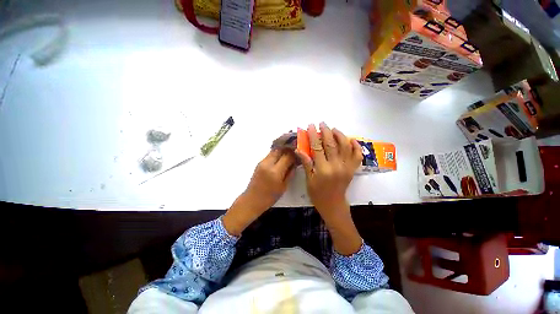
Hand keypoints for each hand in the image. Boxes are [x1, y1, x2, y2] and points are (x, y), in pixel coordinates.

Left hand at [223, 150, 294, 235]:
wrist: (252, 200)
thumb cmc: (269, 197)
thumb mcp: (284, 187)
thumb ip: (290, 173)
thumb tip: (295, 163)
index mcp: (275, 172)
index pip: (288, 156)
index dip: (295, 154)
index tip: (299, 156)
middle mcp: (268, 164)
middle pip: (280, 149)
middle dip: (289, 150)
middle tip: (294, 153)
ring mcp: (262, 162)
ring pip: (274, 150)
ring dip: (282, 151)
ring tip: (288, 156)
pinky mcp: (259, 163)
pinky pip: (270, 154)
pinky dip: (277, 154)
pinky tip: (280, 160)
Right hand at [295, 123, 362, 254]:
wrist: (333, 204)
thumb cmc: (317, 193)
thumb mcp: (308, 179)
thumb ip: (306, 163)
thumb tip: (299, 149)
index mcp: (323, 169)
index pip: (317, 147)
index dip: (313, 135)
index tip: (310, 126)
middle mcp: (336, 166)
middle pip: (331, 144)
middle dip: (326, 131)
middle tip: (322, 123)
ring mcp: (347, 167)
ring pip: (345, 146)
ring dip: (340, 135)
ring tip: (333, 129)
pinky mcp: (353, 169)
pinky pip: (357, 155)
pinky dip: (356, 146)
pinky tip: (351, 139)